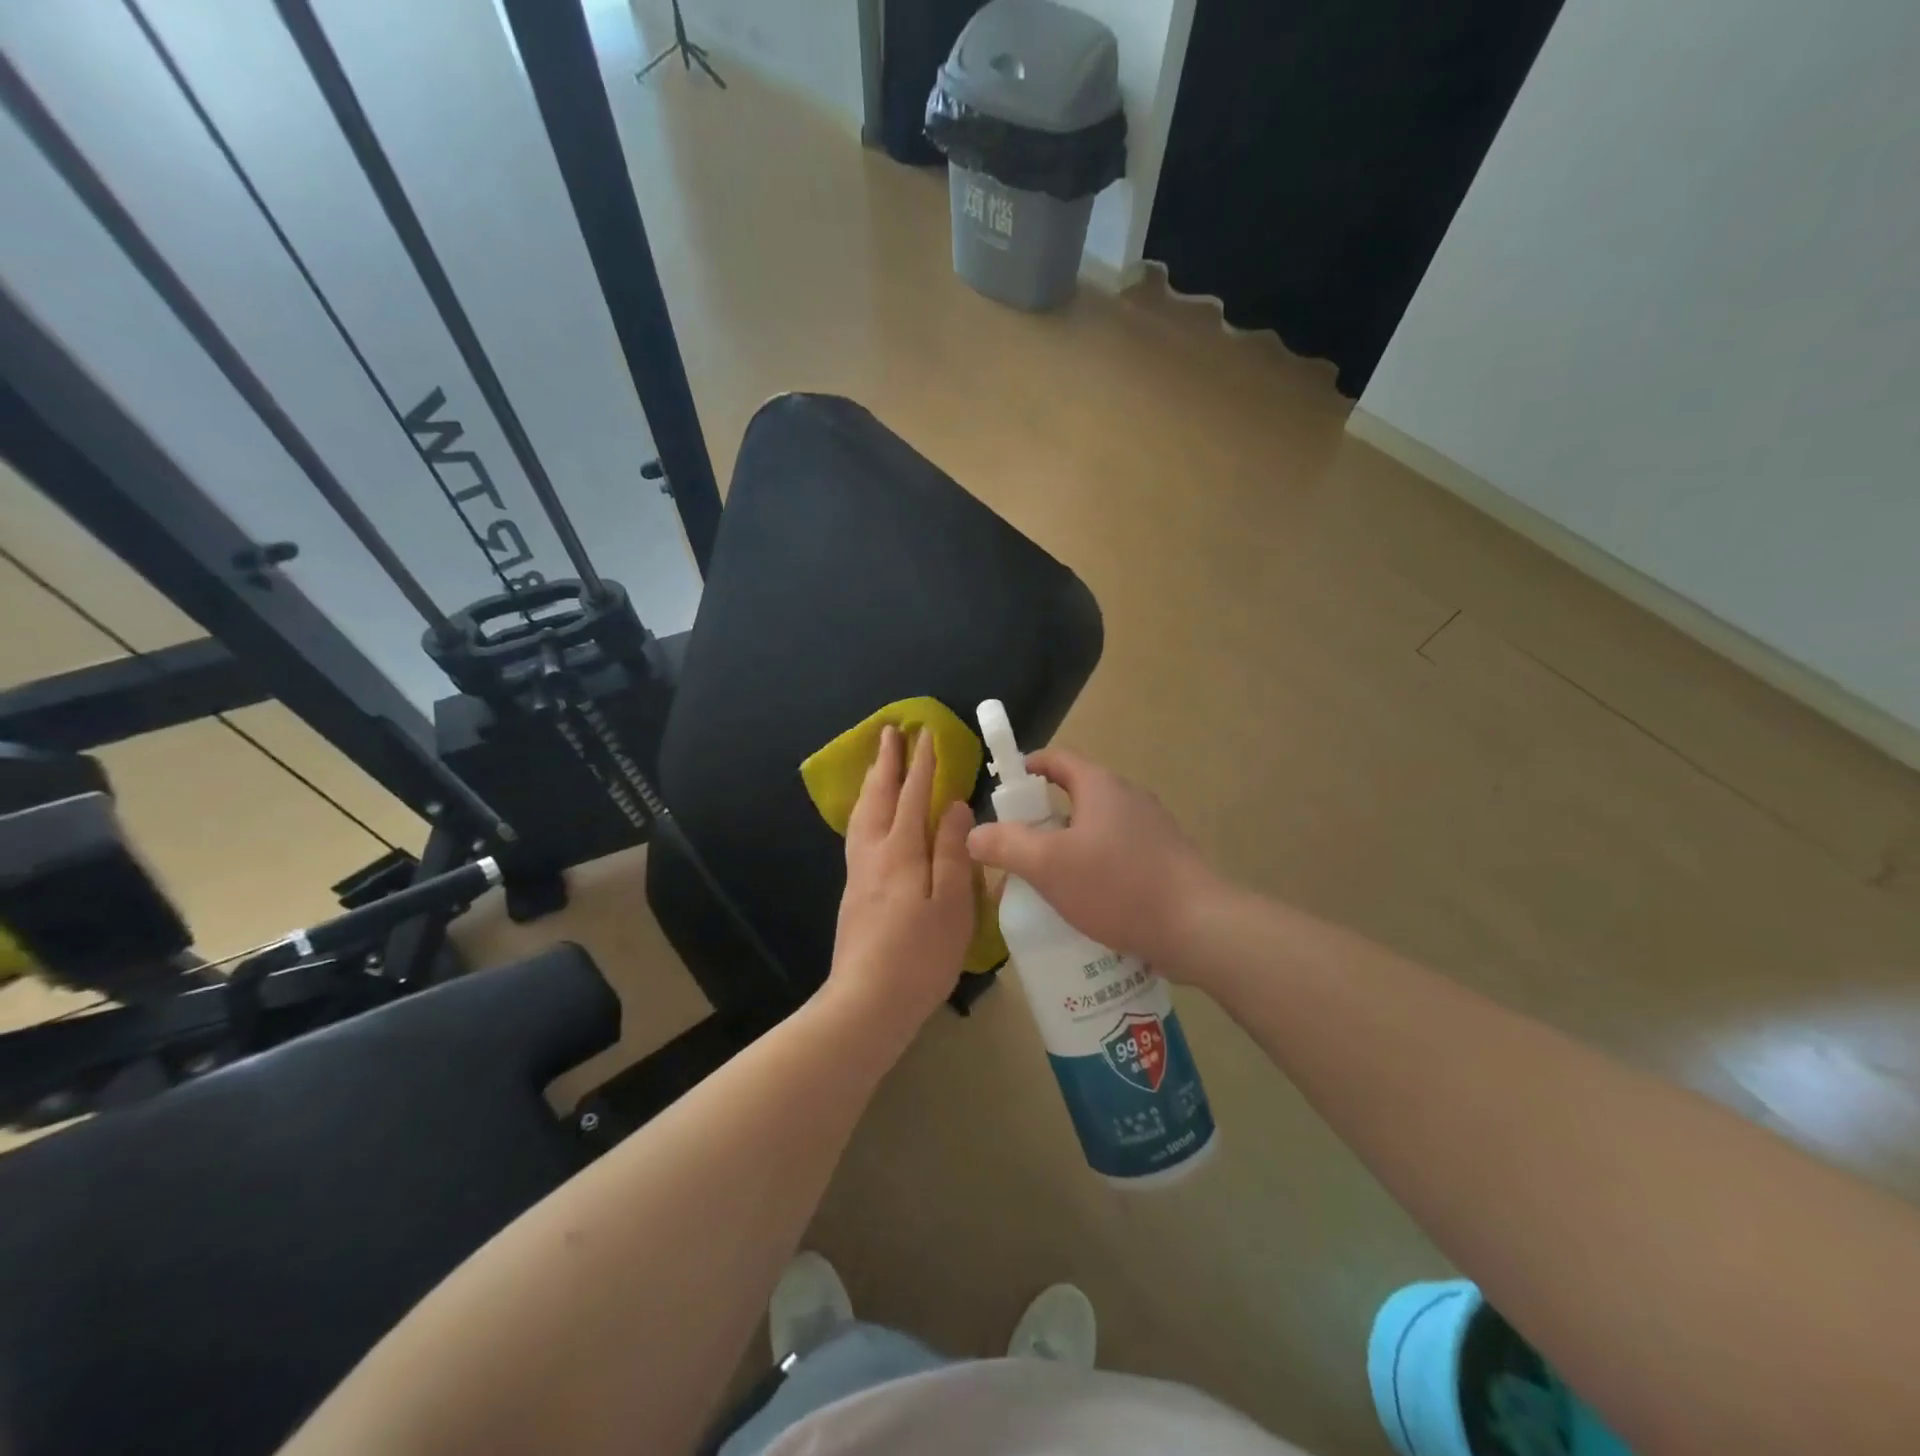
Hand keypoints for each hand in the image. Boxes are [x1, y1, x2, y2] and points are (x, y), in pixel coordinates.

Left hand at [826, 726, 975, 1039]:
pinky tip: (869, 818)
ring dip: (872, 782)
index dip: (922, 764)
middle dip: (887, 762)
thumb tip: (954, 805)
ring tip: (877, 764)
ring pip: (862, 814)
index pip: (913, 796)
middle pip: (878, 797)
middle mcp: (874, 854)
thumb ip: (952, 851)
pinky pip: (857, 832)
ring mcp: (859, 873)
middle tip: (889, 732)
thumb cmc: (920, 957)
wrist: (867, 1003)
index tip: (926, 734)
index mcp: (902, 852)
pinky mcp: (853, 892)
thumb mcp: (951, 905)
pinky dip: (864, 809)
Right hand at [966, 748, 1219, 972]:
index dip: (1025, 768)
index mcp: (1100, 786)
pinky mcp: (1164, 860)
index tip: (1002, 791)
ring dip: (1067, 848)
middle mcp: (1128, 798)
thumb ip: (1006, 846)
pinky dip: (1094, 869)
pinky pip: (1117, 855)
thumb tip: (973, 833)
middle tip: (1015, 848)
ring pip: (1095, 830)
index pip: (1055, 760)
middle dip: (1041, 819)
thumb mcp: (1049, 866)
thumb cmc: (1118, 886)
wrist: (1199, 927)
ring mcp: (1151, 829)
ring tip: (1044, 882)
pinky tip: (1084, 904)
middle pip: (1074, 796)